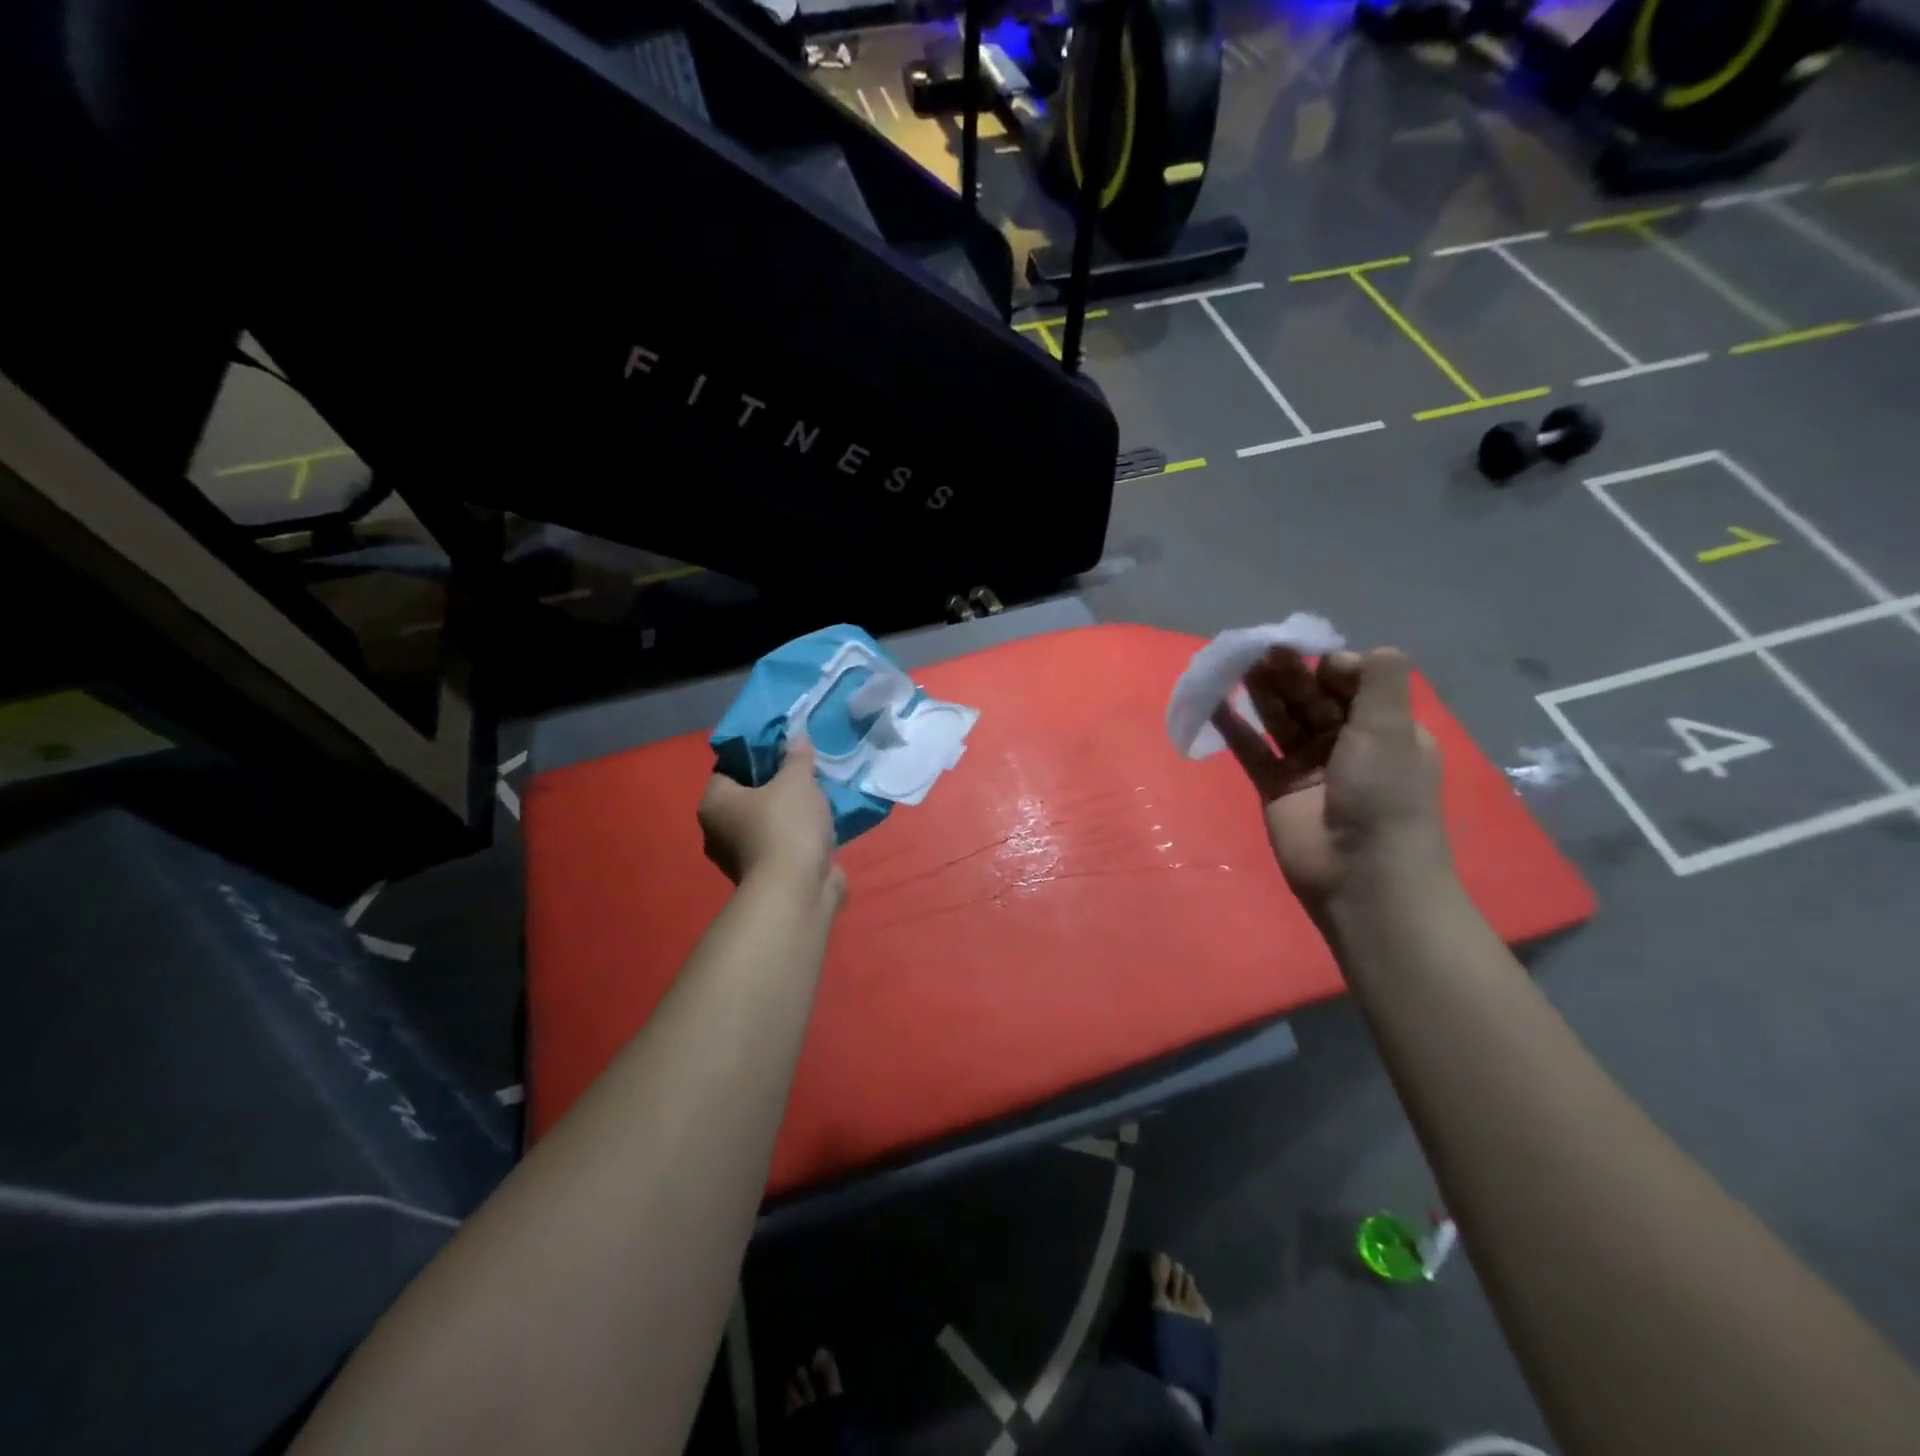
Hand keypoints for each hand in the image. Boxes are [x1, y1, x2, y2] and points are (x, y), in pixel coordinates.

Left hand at [699, 734, 844, 906]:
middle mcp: (718, 831)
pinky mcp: (765, 876)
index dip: (755, 755)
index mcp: (714, 803)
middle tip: (803, 771)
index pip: (728, 768)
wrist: (796, 891)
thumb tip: (796, 740)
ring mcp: (740, 858)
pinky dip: (798, 837)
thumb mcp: (796, 781)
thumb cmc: (786, 826)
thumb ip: (796, 758)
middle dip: (775, 785)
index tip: (782, 749)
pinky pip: (781, 845)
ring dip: (789, 813)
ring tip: (818, 796)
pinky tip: (821, 826)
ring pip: (766, 822)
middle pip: (748, 796)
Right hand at [1212, 647, 1450, 909]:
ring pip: (1280, 720)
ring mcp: (1308, 767)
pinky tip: (1215, 704)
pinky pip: (1252, 751)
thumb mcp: (1392, 730)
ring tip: (1236, 665)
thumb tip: (1351, 651)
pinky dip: (1234, 728)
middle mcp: (1347, 744)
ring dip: (1261, 694)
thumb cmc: (1384, 795)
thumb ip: (1378, 683)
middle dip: (1288, 674)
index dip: (1329, 667)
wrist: (1361, 874)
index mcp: (1383, 729)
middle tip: (1261, 650)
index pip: (1352, 684)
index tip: (1310, 658)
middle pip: (1311, 698)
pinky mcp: (1276, 788)